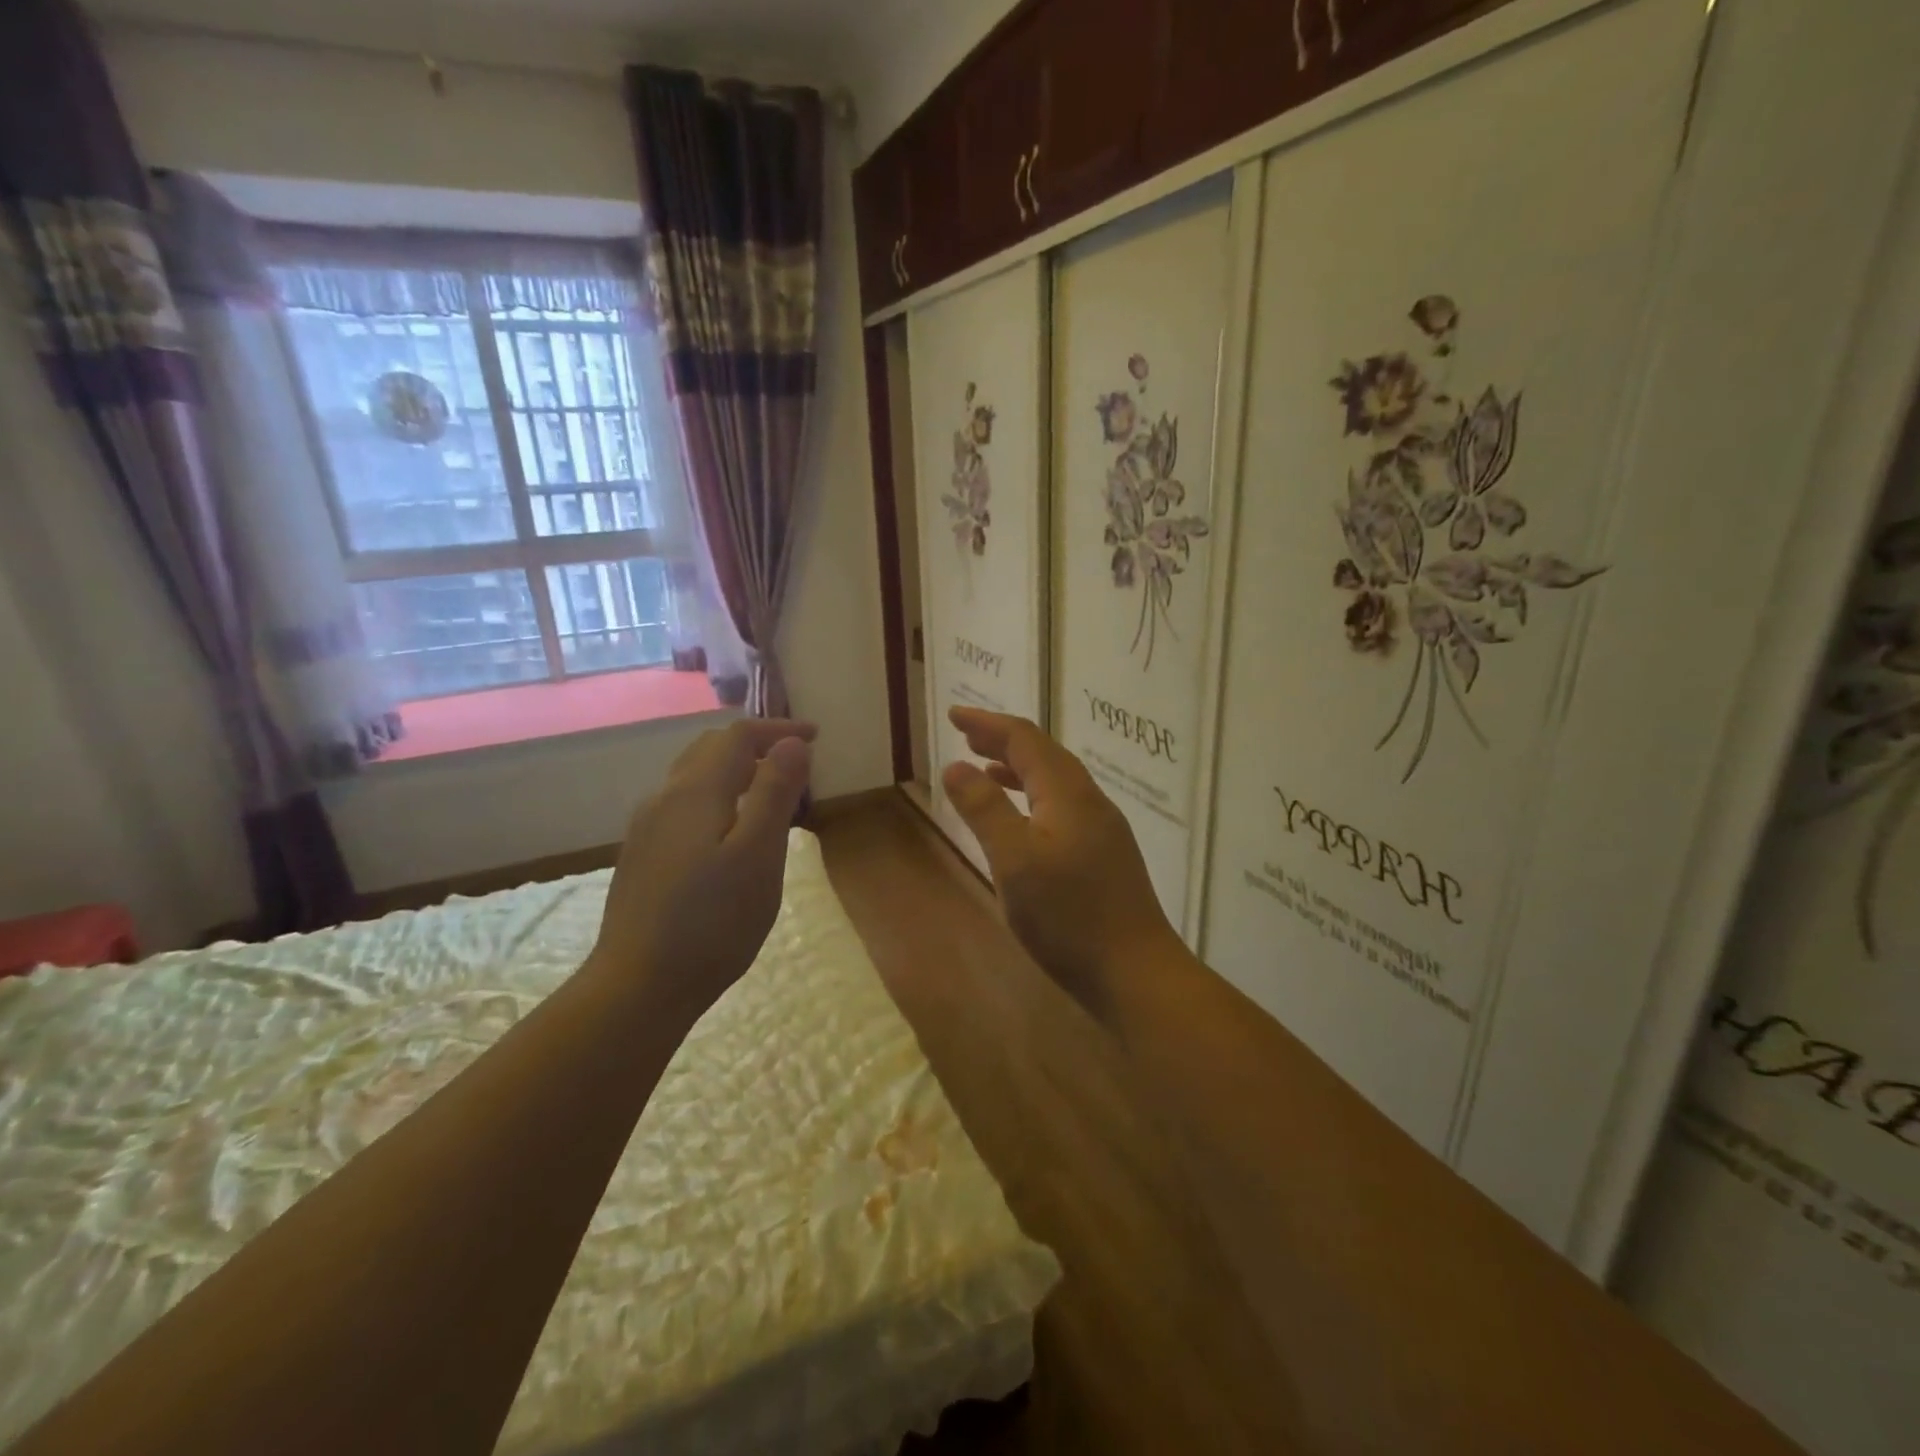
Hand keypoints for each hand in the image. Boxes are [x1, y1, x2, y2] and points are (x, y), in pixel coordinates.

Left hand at [588, 719, 816, 1022]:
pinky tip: (731, 831)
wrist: (637, 986)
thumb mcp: (758, 855)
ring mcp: (648, 828)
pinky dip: (718, 796)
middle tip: (795, 761)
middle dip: (754, 744)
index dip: (777, 729)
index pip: (737, 736)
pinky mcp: (643, 856)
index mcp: (695, 791)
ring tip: (769, 792)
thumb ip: (775, 793)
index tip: (815, 737)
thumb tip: (792, 743)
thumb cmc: (712, 921)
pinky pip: (685, 804)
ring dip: (735, 770)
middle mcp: (665, 798)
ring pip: (694, 777)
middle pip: (710, 749)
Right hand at [943, 707, 1183, 1018]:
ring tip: (984, 769)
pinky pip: (1062, 806)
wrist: (1135, 972)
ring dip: (1018, 768)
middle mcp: (1089, 800)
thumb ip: (984, 809)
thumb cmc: (1068, 916)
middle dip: (1002, 740)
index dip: (988, 723)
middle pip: (1043, 754)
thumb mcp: (1013, 861)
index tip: (954, 714)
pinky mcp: (1105, 854)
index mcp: (1067, 793)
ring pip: (1055, 781)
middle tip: (966, 734)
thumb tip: (955, 765)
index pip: (1025, 739)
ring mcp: (1102, 828)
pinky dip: (1033, 798)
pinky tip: (1022, 821)